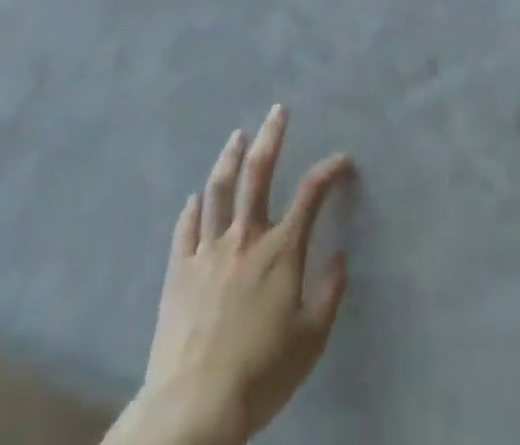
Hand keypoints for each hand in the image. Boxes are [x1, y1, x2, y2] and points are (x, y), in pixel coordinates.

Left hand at [115, 107, 354, 444]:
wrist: (193, 408)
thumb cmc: (260, 374)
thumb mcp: (311, 340)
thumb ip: (329, 293)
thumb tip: (340, 256)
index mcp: (281, 250)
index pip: (311, 194)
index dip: (329, 170)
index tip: (342, 160)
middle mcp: (245, 238)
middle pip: (259, 173)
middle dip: (271, 136)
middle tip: (277, 110)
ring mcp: (208, 251)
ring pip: (219, 190)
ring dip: (229, 158)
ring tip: (236, 136)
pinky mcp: (178, 271)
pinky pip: (185, 229)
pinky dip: (192, 209)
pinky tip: (194, 197)